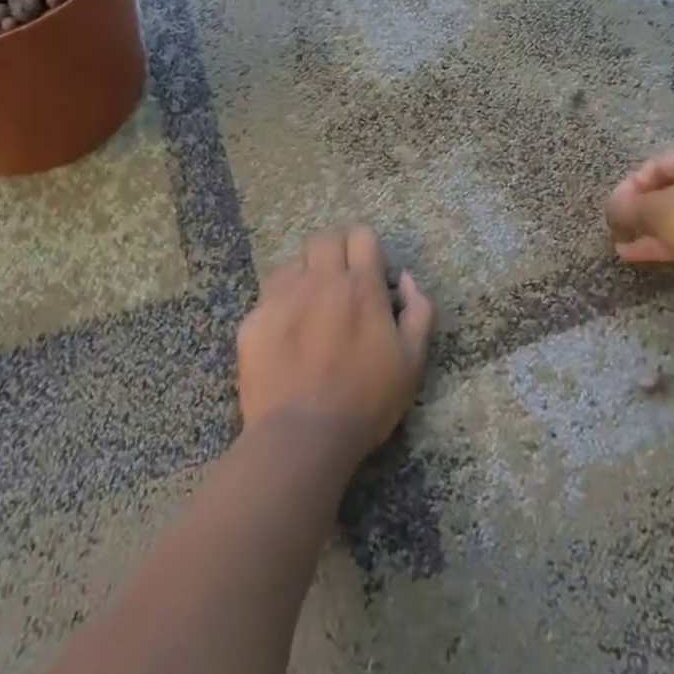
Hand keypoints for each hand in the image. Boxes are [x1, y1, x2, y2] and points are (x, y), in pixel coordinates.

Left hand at [237, 225, 434, 463]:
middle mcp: (320, 281)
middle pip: (326, 238)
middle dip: (337, 251)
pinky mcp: (254, 319)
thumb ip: (419, 311)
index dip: (369, 249)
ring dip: (307, 274)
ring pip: (294, 262)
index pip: (362, 236)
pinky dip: (281, 301)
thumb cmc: (366, 400)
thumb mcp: (412, 361)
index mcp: (361, 287)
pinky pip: (269, 294)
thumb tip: (407, 281)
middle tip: (342, 281)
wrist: (301, 436)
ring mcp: (282, 297)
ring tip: (312, 304)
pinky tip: (287, 331)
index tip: (372, 273)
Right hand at [606, 135, 673, 271]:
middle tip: (618, 227)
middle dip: (641, 210)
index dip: (629, 187)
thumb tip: (611, 210)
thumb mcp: (656, 210)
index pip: (658, 162)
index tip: (612, 210)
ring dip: (653, 228)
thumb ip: (627, 208)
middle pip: (673, 187)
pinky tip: (640, 254)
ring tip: (623, 244)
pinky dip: (672, 240)